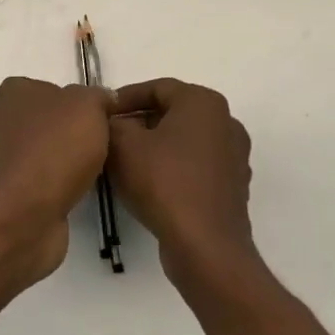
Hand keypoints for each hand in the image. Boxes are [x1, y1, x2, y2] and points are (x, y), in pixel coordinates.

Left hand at [0, 76, 111, 279]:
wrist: (24, 213)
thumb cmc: (54, 149)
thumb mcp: (87, 106)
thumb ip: (97, 97)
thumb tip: (103, 101)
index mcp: (13, 92)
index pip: (52, 88)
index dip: (80, 103)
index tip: (102, 119)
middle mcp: (0, 121)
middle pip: (49, 121)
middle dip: (74, 134)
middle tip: (102, 146)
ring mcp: (1, 159)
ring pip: (45, 152)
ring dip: (67, 162)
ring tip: (94, 172)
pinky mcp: (8, 191)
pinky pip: (41, 180)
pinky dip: (58, 186)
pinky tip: (76, 193)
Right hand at [108, 78, 260, 289]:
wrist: (205, 246)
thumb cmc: (163, 183)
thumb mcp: (123, 144)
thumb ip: (112, 123)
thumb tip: (111, 120)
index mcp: (204, 103)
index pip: (156, 88)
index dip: (123, 98)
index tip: (100, 114)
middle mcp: (226, 123)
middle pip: (171, 113)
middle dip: (138, 123)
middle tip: (108, 137)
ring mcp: (233, 157)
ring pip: (183, 141)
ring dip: (153, 147)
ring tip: (123, 162)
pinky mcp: (231, 187)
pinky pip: (194, 167)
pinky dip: (170, 169)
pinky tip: (147, 186)